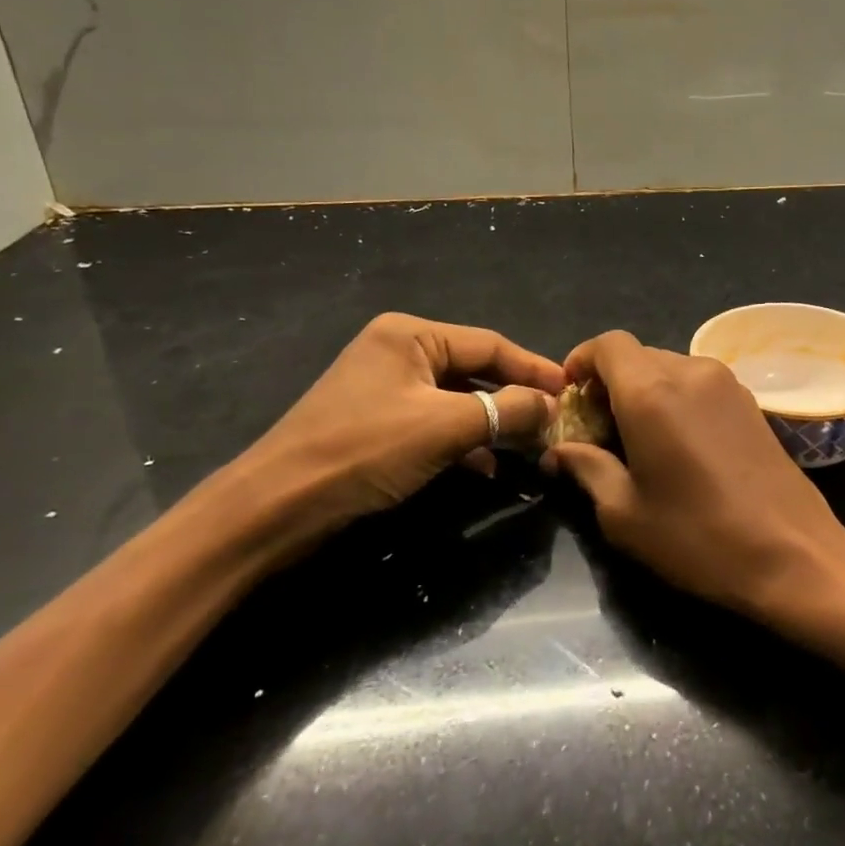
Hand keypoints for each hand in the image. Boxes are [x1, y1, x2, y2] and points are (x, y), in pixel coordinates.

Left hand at [247, 313, 563, 545]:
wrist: (273, 509)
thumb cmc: (363, 451)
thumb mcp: (443, 427)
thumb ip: (504, 410)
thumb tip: (550, 407)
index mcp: (410, 336)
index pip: (490, 344)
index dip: (534, 369)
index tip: (571, 391)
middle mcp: (399, 353)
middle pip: (475, 370)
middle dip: (514, 399)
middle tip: (554, 422)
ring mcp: (385, 389)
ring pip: (458, 400)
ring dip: (493, 424)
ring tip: (529, 448)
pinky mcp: (378, 424)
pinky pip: (435, 423)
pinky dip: (463, 442)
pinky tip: (487, 468)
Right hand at [542, 331, 844, 614]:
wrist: (792, 553)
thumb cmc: (697, 536)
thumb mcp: (624, 513)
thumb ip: (586, 467)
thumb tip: (561, 450)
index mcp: (652, 392)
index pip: (607, 344)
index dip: (582, 361)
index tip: (570, 397)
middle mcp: (690, 371)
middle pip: (637, 356)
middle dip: (610, 383)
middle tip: (598, 431)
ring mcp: (726, 382)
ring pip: (668, 367)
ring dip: (644, 391)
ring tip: (638, 441)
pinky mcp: (750, 400)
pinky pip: (698, 383)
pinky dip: (675, 399)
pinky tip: (678, 444)